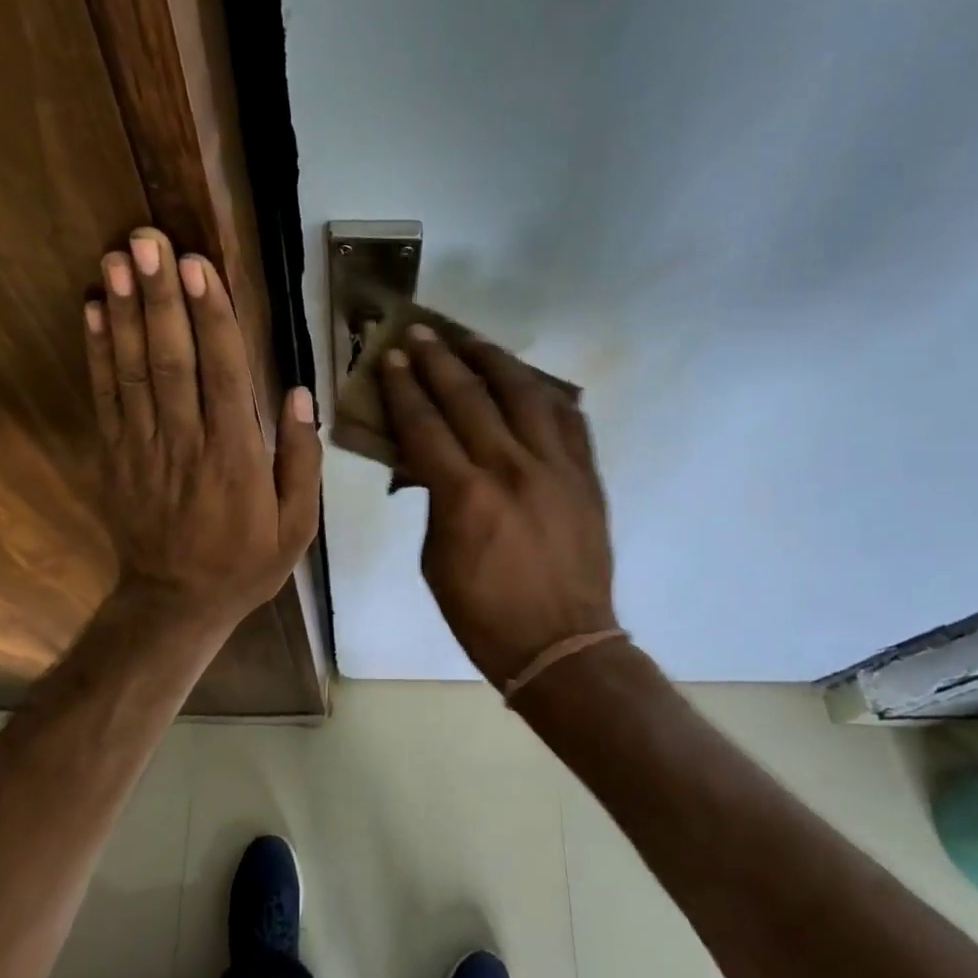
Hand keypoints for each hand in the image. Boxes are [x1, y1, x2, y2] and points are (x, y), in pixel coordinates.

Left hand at [85, 228, 319, 631]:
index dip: (211, 317)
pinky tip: (92, 310)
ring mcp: (142, 448)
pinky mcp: (113, 456)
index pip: (224, 373)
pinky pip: (104, 397)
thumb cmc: (246, 562)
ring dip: (123, 312)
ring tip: (116, 258)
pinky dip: (96, 352)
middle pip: (172, 359)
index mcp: (236, 457)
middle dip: (160, 297)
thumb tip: (297, 393)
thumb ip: (301, 459)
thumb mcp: (297, 525)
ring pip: (133, 370)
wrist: (175, 603)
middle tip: (149, 241)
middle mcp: (186, 442)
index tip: (200, 267)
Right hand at [378, 325, 616, 686]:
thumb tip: (430, 464)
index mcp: (465, 495)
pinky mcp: (586, 476)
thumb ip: (434, 502)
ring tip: (473, 341)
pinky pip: (568, 420)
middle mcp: (511, 468)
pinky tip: (529, 383)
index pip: (424, 424)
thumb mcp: (436, 559)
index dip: (404, 387)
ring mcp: (556, 468)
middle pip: (469, 396)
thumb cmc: (484, 613)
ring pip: (524, 394)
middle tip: (421, 333)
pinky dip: (545, 394)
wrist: (562, 644)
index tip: (392, 357)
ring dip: (494, 361)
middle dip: (439, 360)